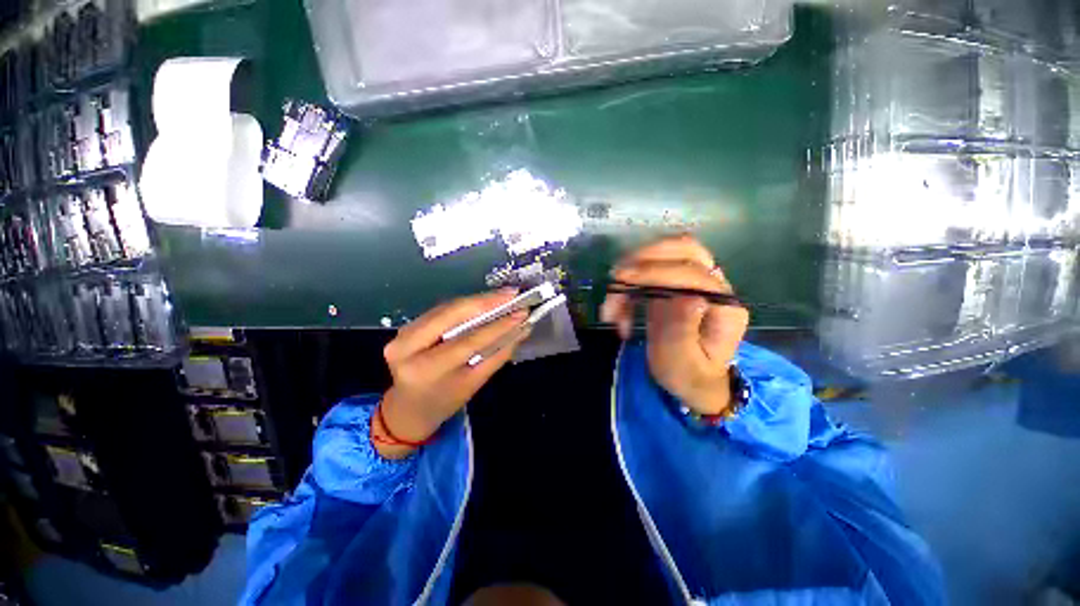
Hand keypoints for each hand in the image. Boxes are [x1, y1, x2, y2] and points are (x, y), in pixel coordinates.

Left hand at [375, 290, 531, 458]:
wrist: (408, 407)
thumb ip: (497, 355)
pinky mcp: (407, 325)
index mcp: (425, 369)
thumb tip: (520, 330)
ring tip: (504, 295)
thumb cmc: (444, 401)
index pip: (467, 341)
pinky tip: (485, 301)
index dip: (497, 325)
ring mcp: (402, 332)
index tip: (521, 313)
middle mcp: (407, 346)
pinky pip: (441, 310)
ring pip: (447, 307)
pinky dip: (466, 305)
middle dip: (486, 301)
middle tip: (513, 294)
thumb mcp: (473, 384)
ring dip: (478, 300)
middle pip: (452, 314)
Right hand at [600, 235, 748, 415]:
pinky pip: (654, 267)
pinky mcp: (677, 284)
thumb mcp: (682, 365)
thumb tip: (687, 297)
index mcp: (725, 307)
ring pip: (668, 252)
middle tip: (617, 275)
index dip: (657, 272)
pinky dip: (631, 279)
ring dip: (635, 267)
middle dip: (647, 257)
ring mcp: (696, 282)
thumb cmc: (688, 377)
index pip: (694, 274)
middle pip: (686, 249)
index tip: (623, 279)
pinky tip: (619, 304)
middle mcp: (715, 286)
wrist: (693, 381)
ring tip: (614, 296)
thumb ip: (682, 332)